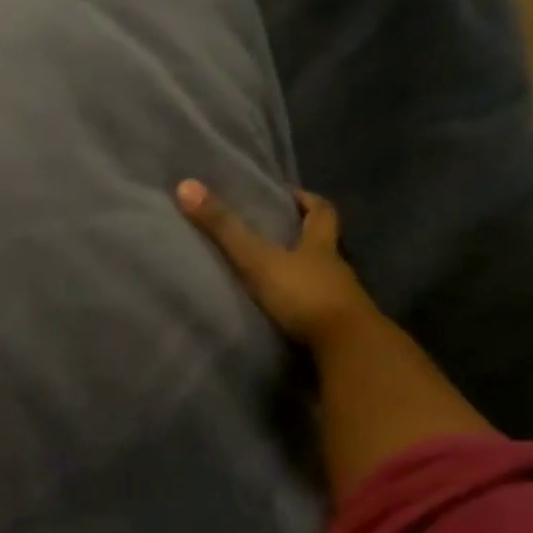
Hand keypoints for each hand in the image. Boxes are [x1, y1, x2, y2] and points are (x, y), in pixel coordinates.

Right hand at [176, 180, 375, 346]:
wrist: (345, 347)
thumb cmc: (304, 294)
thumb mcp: (258, 259)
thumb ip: (224, 228)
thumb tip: (186, 186)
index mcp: (321, 246)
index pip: (322, 212)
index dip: (308, 200)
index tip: (290, 194)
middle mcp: (334, 268)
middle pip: (324, 244)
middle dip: (303, 236)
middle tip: (275, 233)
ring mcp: (339, 299)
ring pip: (320, 277)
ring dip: (300, 273)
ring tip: (270, 274)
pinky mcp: (334, 328)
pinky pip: (315, 309)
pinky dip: (300, 306)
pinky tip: (281, 311)